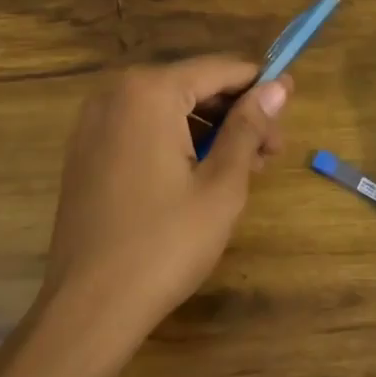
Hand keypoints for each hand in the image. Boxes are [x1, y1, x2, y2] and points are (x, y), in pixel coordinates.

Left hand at [44, 56, 291, 343]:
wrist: (89, 307)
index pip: (219, 69)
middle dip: (236, 112)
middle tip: (271, 152)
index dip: (260, 86)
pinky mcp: (86, 149)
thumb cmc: (165, 244)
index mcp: (149, 91)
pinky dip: (175, 139)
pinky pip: (142, 126)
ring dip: (209, 128)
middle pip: (192, 85)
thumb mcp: (221, 184)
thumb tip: (279, 86)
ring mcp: (94, 120)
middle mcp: (116, 92)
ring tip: (244, 167)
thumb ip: (249, 126)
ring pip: (168, 107)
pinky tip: (202, 173)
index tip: (290, 109)